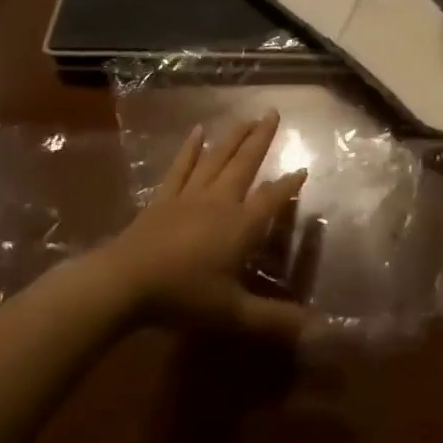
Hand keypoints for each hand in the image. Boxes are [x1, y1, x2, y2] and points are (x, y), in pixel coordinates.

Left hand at [104, 111, 308, 340]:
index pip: (272, 200)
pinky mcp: (163, 199)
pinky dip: (190, 149)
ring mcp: (189, 196)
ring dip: (233, 137)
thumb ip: (275, 320)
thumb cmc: (183, 297)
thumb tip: (319, 329)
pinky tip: (197, 131)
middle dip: (261, 139)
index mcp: (241, 225)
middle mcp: (220, 202)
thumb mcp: (234, 314)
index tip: (303, 169)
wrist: (124, 283)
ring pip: (216, 159)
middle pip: (245, 164)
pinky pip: (181, 168)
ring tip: (246, 116)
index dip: (288, 186)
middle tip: (273, 112)